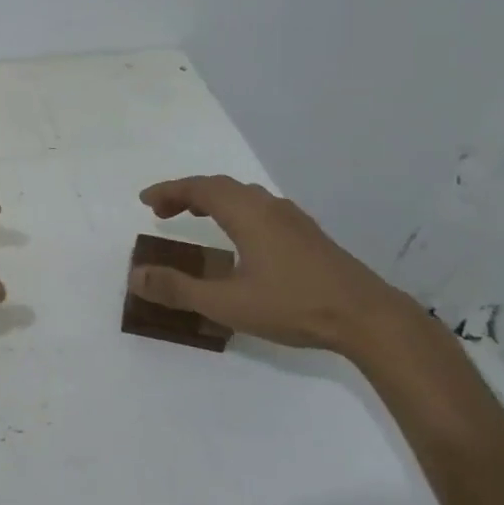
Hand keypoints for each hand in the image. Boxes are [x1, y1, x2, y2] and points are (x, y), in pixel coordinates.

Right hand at [130, 176, 415, 355]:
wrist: (367, 317)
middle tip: (162, 212)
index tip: (145, 201)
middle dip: (187, 194)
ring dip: (213, 201)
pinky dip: (235, 211)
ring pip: (244, 196)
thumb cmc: (293, 305)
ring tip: (194, 218)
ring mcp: (293, 220)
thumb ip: (178, 289)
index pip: (200, 188)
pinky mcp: (308, 236)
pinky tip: (239, 238)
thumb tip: (137, 276)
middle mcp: (270, 207)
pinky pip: (260, 209)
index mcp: (248, 214)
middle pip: (221, 187)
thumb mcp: (226, 303)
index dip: (169, 191)